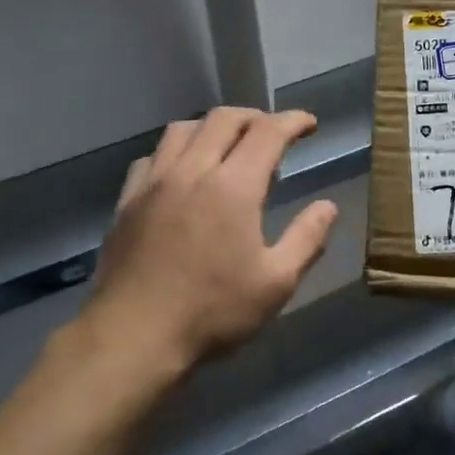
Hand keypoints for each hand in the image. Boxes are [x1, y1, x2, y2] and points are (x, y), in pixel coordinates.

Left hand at [82, 108, 337, 375]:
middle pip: (224, 119)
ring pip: (183, 129)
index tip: (310, 124)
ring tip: (228, 145)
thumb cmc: (212, 311)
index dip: (293, 121)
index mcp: (233, 186)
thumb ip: (307, 238)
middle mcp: (192, 170)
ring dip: (213, 126)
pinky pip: (152, 156)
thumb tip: (328, 207)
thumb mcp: (276, 282)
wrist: (132, 337)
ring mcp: (154, 183)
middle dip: (255, 117)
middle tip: (273, 133)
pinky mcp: (127, 201)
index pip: (268, 132)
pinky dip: (176, 150)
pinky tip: (182, 172)